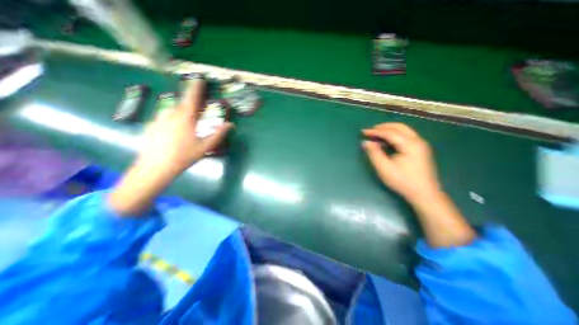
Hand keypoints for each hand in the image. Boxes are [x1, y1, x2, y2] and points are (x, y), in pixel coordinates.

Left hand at [109, 77, 231, 215]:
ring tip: (186, 125)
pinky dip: (171, 121)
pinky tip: (174, 134)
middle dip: (190, 104)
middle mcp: (170, 115)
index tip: (199, 78)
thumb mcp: (205, 147)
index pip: (191, 98)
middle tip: (197, 111)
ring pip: (172, 112)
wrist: (155, 168)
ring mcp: (158, 120)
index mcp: (184, 118)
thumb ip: (218, 134)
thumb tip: (230, 124)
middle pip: (182, 104)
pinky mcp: (151, 127)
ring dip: (181, 114)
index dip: (196, 88)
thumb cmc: (184, 156)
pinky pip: (164, 119)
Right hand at [363, 124, 440, 203]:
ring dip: (389, 130)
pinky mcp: (421, 150)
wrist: (425, 194)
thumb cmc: (403, 181)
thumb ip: (374, 153)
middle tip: (370, 130)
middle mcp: (418, 141)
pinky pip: (406, 136)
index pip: (390, 133)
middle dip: (383, 127)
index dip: (375, 131)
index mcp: (410, 144)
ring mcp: (421, 145)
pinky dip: (395, 135)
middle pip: (399, 127)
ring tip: (376, 134)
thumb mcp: (384, 168)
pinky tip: (387, 142)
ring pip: (404, 130)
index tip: (363, 132)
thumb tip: (366, 142)